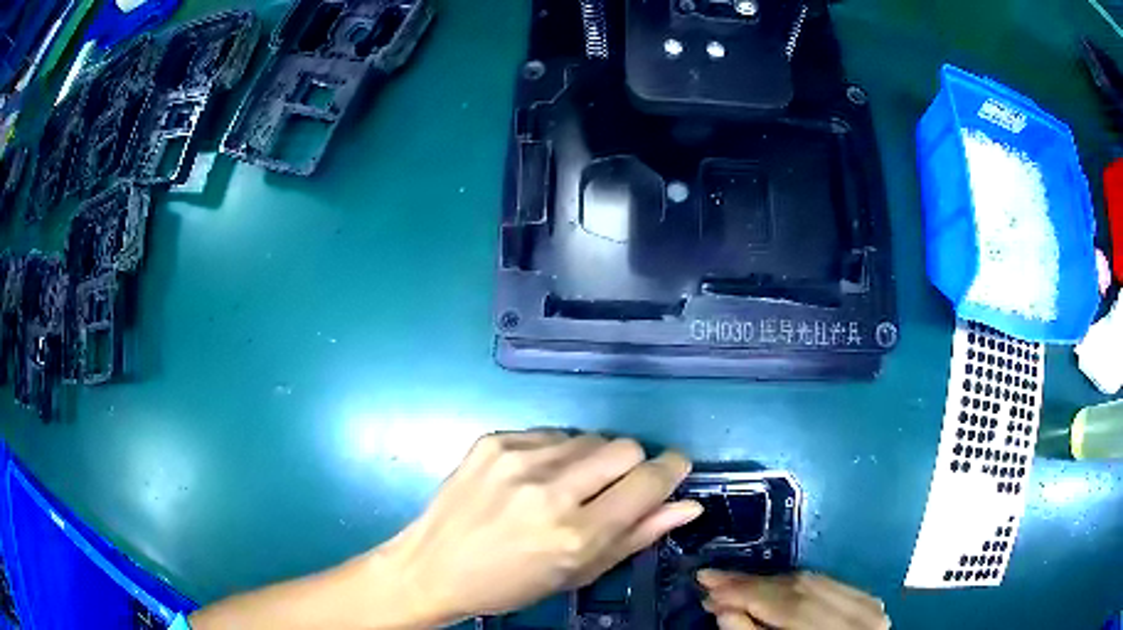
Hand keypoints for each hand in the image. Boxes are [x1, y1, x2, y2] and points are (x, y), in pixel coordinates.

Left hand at [383, 430, 700, 623]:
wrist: (433, 567)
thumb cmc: (510, 584)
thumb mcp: (578, 574)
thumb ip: (637, 537)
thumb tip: (687, 505)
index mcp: (576, 533)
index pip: (648, 480)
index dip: (671, 470)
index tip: (674, 469)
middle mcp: (550, 489)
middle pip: (624, 447)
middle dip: (632, 465)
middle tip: (612, 489)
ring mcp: (517, 458)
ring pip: (588, 437)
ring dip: (591, 460)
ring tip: (566, 488)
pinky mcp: (492, 441)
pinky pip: (550, 433)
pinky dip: (555, 453)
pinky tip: (533, 478)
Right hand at [699, 570, 889, 629]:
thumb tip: (722, 607)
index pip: (787, 604)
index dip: (744, 592)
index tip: (706, 582)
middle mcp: (860, 615)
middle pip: (800, 588)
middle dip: (752, 583)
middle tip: (712, 579)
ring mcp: (870, 605)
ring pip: (814, 580)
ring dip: (769, 581)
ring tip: (732, 582)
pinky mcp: (870, 601)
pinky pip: (828, 582)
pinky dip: (795, 584)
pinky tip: (771, 585)